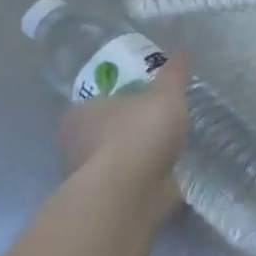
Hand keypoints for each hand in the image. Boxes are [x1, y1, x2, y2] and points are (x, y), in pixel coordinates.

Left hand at [55, 55, 190, 219]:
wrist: (128, 194)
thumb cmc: (138, 134)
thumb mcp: (165, 95)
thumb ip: (173, 75)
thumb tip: (182, 52)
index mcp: (79, 113)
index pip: (96, 101)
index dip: (119, 99)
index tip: (143, 100)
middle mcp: (74, 145)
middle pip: (103, 131)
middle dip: (127, 130)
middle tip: (157, 124)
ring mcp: (86, 178)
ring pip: (114, 161)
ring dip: (135, 158)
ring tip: (167, 151)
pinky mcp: (103, 203)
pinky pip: (127, 185)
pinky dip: (143, 181)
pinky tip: (165, 177)